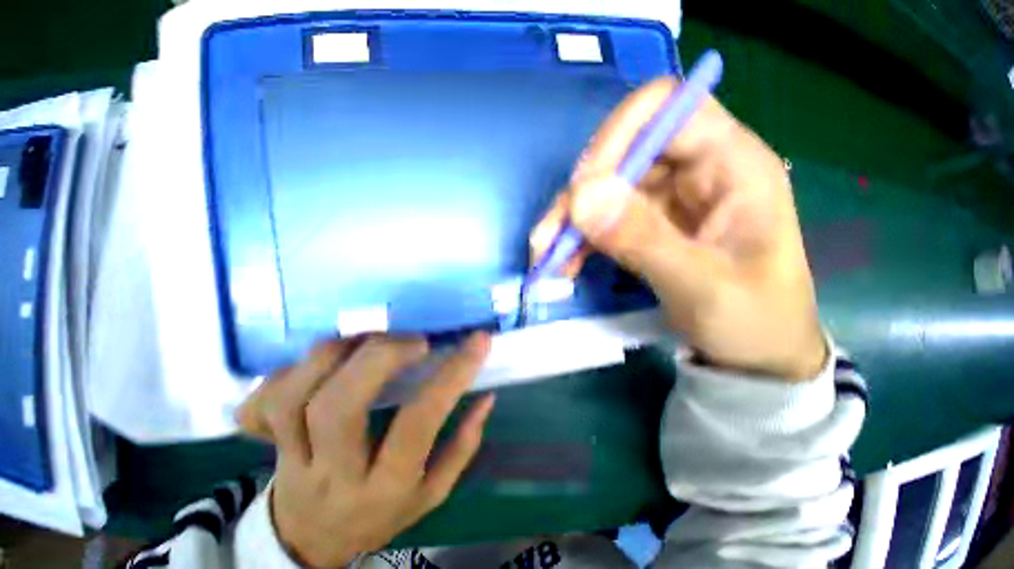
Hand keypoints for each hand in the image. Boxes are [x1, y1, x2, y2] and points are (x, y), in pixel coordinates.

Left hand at [236, 334, 495, 566]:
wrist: (310, 540)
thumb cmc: (380, 513)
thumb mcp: (433, 493)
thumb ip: (463, 445)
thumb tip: (485, 396)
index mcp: (384, 487)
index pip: (419, 423)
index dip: (451, 375)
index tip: (478, 340)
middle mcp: (332, 473)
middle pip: (339, 406)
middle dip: (381, 356)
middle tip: (415, 341)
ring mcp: (288, 459)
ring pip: (293, 396)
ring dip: (336, 353)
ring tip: (370, 342)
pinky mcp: (261, 447)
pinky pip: (259, 402)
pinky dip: (286, 372)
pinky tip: (317, 368)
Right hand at [531, 78, 825, 379]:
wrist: (754, 357)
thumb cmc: (753, 322)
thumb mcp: (704, 286)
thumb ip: (644, 239)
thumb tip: (582, 196)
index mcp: (731, 164)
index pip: (665, 109)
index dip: (617, 135)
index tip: (583, 188)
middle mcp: (694, 171)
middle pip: (620, 154)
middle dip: (579, 195)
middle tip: (550, 237)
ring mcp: (665, 200)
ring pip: (603, 190)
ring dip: (569, 222)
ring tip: (547, 257)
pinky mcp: (645, 226)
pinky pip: (601, 220)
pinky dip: (576, 240)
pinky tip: (564, 264)